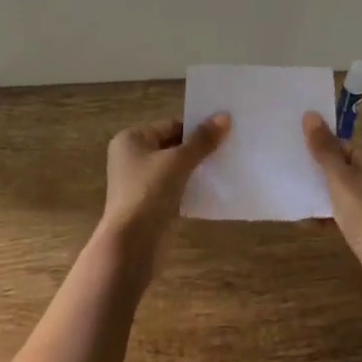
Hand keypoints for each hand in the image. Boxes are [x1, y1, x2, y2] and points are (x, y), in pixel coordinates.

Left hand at [99, 114, 229, 279]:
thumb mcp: (178, 162)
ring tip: (226, 165)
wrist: (132, 246)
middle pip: (172, 146)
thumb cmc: (149, 193)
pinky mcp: (150, 205)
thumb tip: (225, 116)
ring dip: (196, 168)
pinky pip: (175, 188)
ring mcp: (140, 183)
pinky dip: (191, 187)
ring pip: (175, 169)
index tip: (224, 130)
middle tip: (229, 146)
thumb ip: (202, 140)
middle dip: (198, 148)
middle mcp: (132, 157)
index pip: (170, 125)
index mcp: (131, 139)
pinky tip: (214, 188)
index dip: (196, 127)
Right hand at [303, 111, 361, 323]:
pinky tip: (312, 226)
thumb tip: (310, 114)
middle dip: (319, 176)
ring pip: (344, 193)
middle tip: (291, 179)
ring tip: (297, 203)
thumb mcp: (340, 180)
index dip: (319, 152)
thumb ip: (324, 149)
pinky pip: (349, 214)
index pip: (342, 145)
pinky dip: (332, 217)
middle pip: (343, 168)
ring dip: (323, 199)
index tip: (294, 160)